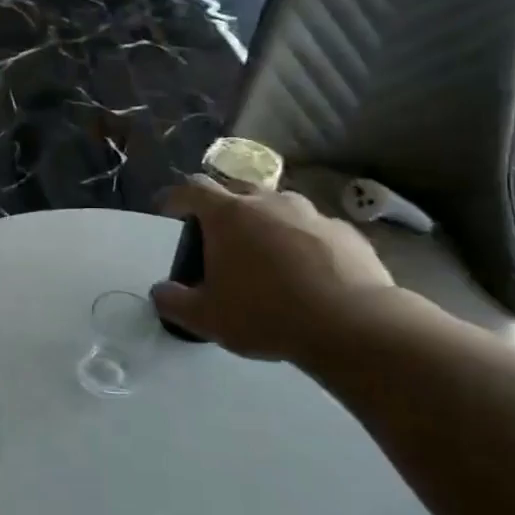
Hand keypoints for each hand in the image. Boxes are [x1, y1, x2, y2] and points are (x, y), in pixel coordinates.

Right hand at [151, 175, 394, 363]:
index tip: (168, 211)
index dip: (175, 198)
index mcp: (228, 215)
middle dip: (221, 209)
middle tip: (218, 239)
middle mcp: (268, 202)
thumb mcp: (206, 317)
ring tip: (265, 257)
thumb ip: (174, 302)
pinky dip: (302, 243)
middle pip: (236, 191)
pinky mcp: (346, 232)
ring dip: (265, 224)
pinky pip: (313, 230)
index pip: (191, 188)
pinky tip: (307, 273)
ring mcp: (311, 213)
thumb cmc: (266, 314)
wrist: (354, 325)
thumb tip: (161, 292)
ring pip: (278, 208)